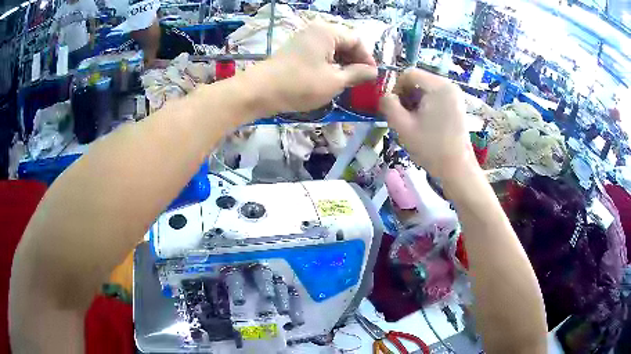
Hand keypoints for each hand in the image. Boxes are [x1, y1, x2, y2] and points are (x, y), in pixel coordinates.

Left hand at [248, 23, 377, 115]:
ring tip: (346, 83)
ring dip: (342, 64)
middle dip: (355, 61)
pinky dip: (329, 65)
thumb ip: (357, 74)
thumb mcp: (334, 81)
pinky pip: (320, 53)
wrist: (260, 91)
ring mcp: (304, 39)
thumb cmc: (300, 85)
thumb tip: (373, 71)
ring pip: (332, 49)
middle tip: (360, 82)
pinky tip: (330, 79)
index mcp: (328, 32)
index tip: (372, 78)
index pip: (357, 41)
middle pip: (345, 42)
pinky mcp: (296, 49)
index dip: (367, 59)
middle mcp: (317, 30)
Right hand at [379, 69, 476, 178]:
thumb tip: (385, 95)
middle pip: (418, 80)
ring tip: (414, 122)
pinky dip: (426, 105)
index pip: (409, 74)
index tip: (394, 107)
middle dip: (406, 96)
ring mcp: (455, 95)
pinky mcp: (457, 105)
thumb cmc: (431, 148)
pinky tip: (425, 123)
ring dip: (415, 102)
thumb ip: (388, 105)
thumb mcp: (403, 126)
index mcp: (438, 87)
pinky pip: (436, 97)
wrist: (457, 169)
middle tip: (403, 117)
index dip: (396, 87)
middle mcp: (449, 85)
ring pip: (426, 89)